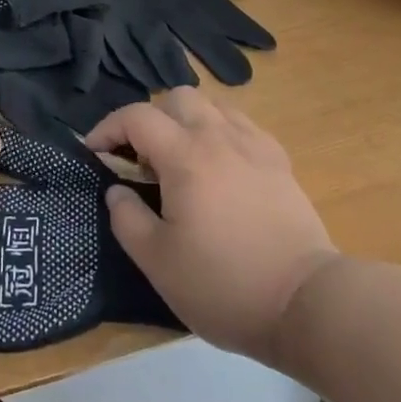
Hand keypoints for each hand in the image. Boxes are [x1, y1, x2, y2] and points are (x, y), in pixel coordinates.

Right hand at [88, 88, 338, 364]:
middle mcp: (218, 136)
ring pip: (211, 105)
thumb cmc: (223, 284)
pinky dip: (219, 132)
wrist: (305, 303)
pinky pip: (241, 125)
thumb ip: (127, 218)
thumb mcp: (157, 262)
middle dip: (150, 119)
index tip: (95, 152)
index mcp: (184, 155)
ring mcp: (253, 145)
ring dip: (186, 121)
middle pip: (176, 98)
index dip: (107, 128)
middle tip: (141, 159)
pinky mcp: (279, 160)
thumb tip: (117, 189)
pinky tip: (220, 166)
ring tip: (180, 159)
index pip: (136, 116)